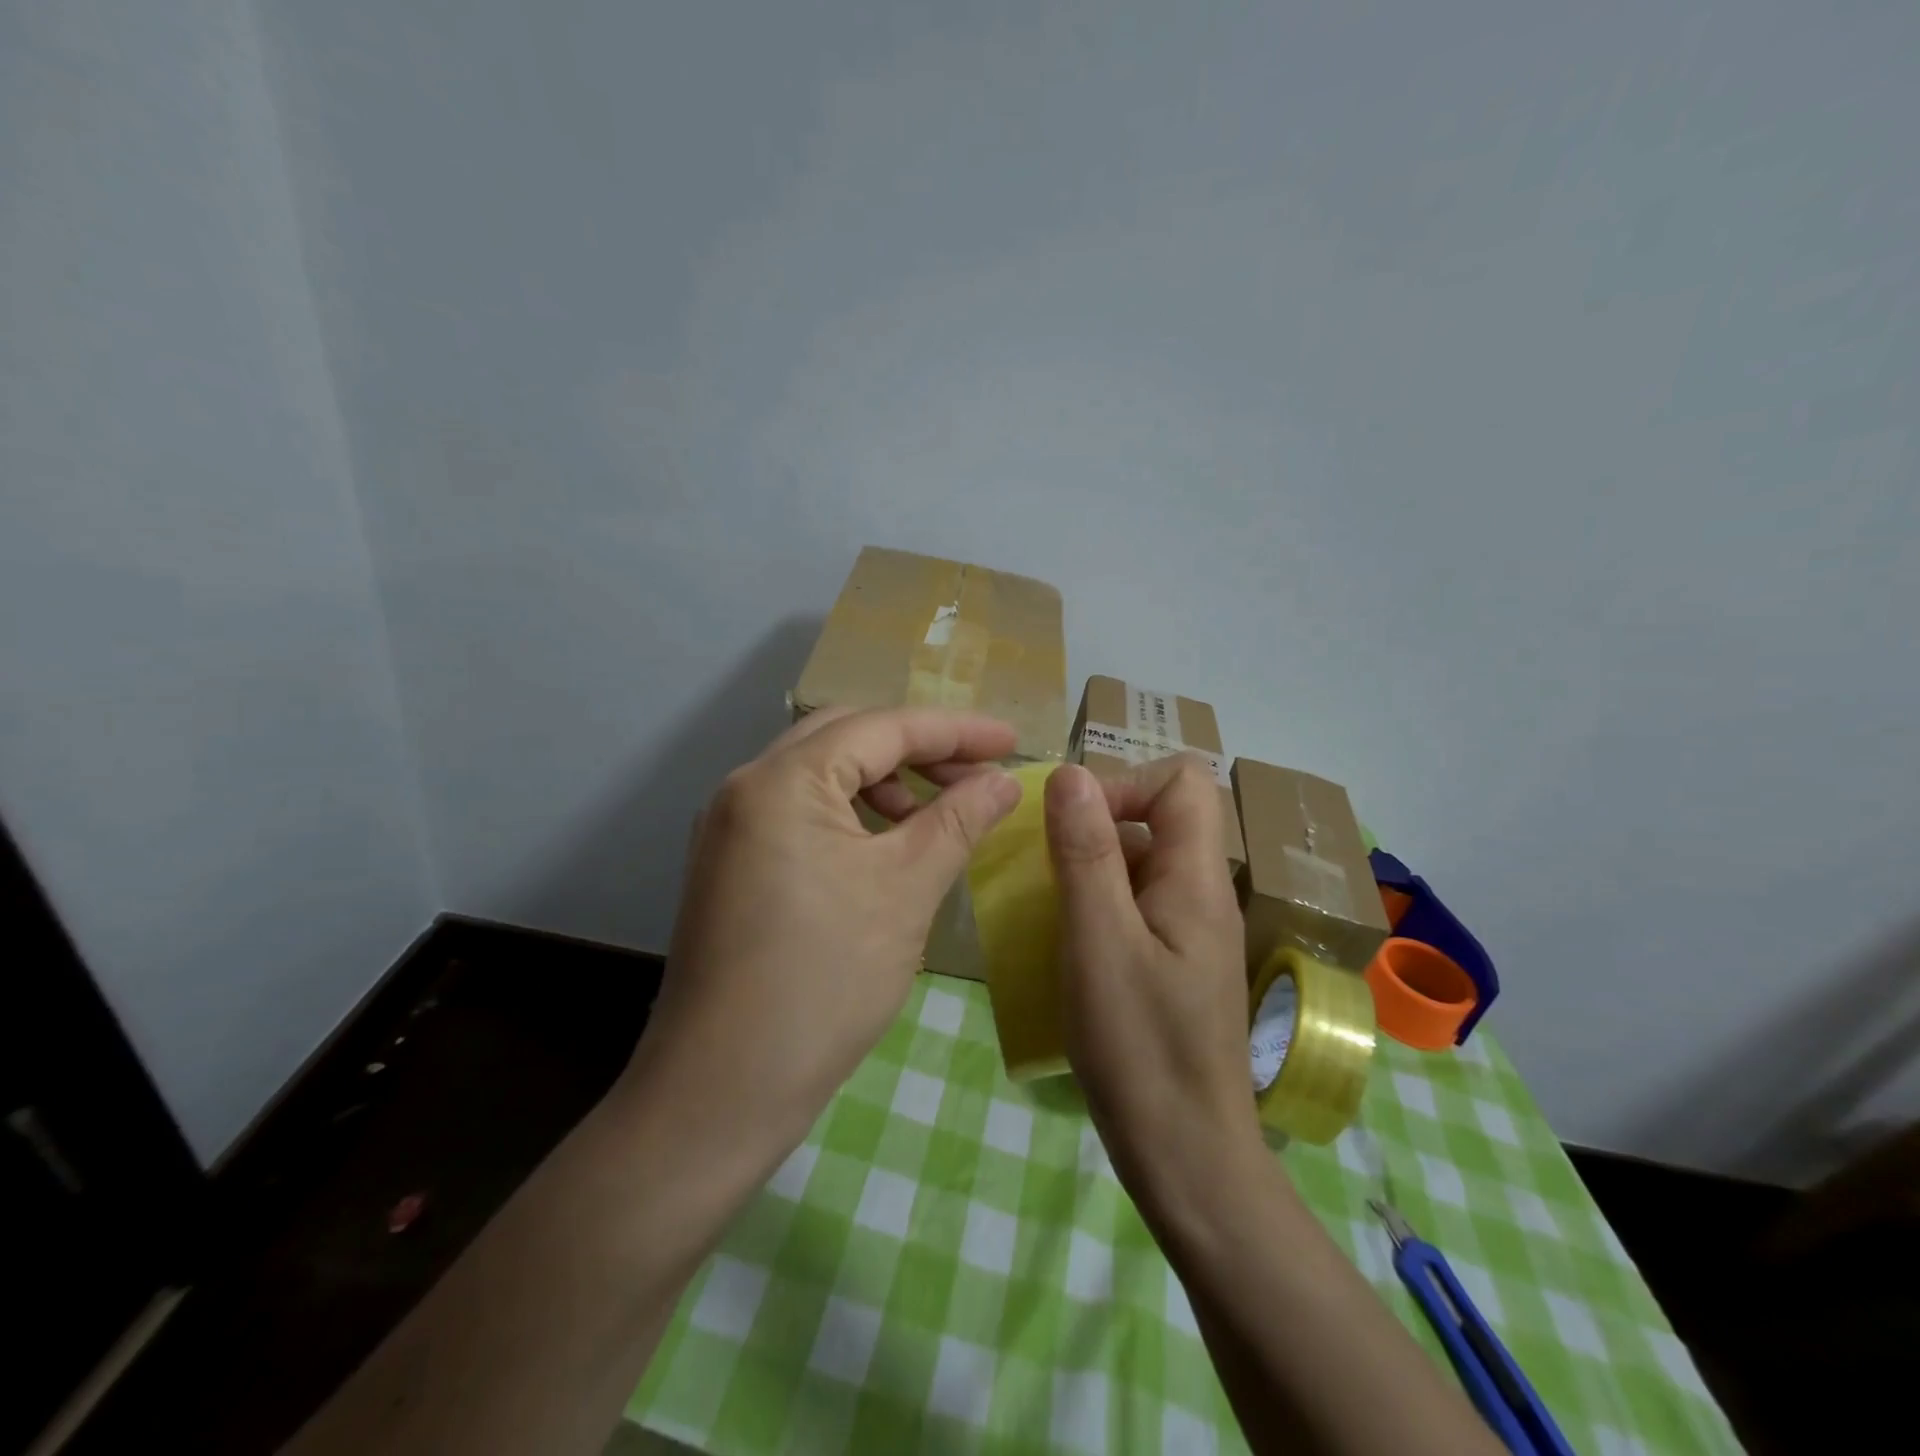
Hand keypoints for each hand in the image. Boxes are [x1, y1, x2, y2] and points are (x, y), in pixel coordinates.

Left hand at [628, 706, 1022, 1158]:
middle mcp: (746, 786)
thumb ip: (959, 820)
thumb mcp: (907, 890)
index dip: (956, 730)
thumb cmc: (824, 982)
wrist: (722, 1090)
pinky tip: (886, 848)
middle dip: (919, 749)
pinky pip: (801, 812)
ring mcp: (730, 827)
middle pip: (847, 738)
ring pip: (822, 775)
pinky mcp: (731, 864)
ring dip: (885, 782)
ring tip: (936, 815)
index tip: (1013, 741)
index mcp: (782, 779)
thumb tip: (1004, 781)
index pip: (883, 727)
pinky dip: (851, 814)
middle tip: (977, 774)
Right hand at [1043, 758, 1259, 1192]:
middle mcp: (1203, 892)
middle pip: (1159, 817)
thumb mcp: (1099, 941)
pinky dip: (1098, 904)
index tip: (1073, 826)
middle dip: (1097, 826)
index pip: (1181, 782)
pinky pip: (1136, 903)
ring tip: (1048, 905)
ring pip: (1142, 862)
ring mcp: (1191, 929)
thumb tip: (1070, 773)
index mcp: (1197, 878)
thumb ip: (1086, 853)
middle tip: (1047, 868)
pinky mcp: (1175, 960)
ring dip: (1091, 867)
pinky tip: (1067, 942)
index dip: (1124, 785)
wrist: (1185, 1156)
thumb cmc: (1139, 1047)